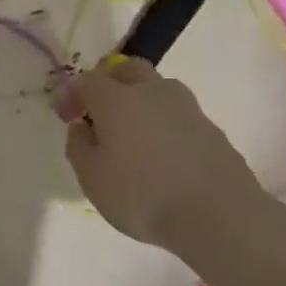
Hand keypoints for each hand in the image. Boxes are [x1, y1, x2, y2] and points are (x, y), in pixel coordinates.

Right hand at [55, 59, 262, 248]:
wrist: (219, 215)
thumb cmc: (142, 195)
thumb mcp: (91, 178)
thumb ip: (79, 146)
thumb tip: (83, 127)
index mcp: (116, 99)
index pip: (87, 80)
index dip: (72, 94)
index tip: (66, 116)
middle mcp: (152, 92)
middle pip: (128, 69)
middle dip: (110, 82)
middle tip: (100, 112)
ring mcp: (187, 108)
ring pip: (157, 89)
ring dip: (140, 102)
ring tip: (133, 136)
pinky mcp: (211, 128)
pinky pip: (177, 115)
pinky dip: (163, 124)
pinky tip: (162, 156)